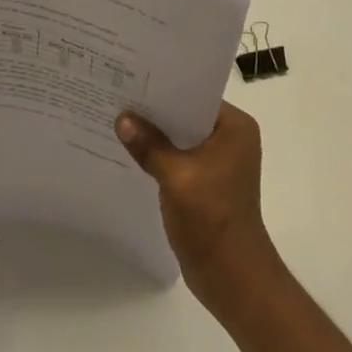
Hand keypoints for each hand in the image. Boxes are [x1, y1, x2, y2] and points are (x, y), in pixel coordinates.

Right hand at [116, 101, 281, 311]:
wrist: (232, 277)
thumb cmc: (212, 220)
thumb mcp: (176, 177)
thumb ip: (149, 145)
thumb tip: (122, 118)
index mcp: (234, 128)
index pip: (195, 94)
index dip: (164, 86)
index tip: (132, 74)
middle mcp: (230, 138)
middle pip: (185, 113)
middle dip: (154, 109)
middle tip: (117, 92)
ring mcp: (218, 161)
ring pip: (179, 135)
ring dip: (154, 132)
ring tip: (117, 116)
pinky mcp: (206, 181)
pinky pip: (178, 156)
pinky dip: (158, 153)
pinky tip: (129, 148)